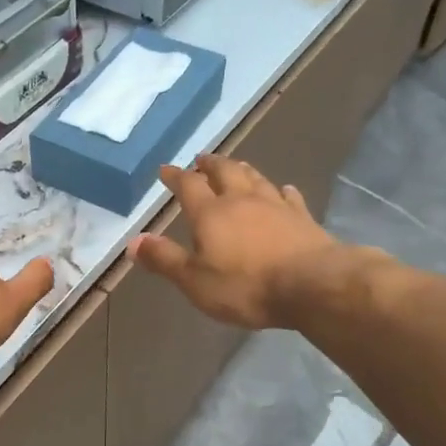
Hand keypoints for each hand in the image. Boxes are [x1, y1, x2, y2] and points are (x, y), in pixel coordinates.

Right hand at [131, 155, 345, 328]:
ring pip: (255, 178)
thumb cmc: (246, 286)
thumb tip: (132, 242)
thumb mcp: (194, 281)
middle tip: (202, 160)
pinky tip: (283, 190)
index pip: (188, 186)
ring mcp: (275, 206)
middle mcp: (241, 200)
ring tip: (236, 166)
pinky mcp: (302, 218)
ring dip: (242, 170)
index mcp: (210, 213)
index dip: (175, 176)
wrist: (312, 285)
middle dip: (210, 165)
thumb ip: (164, 259)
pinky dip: (281, 191)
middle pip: (224, 172)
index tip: (166, 170)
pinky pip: (288, 196)